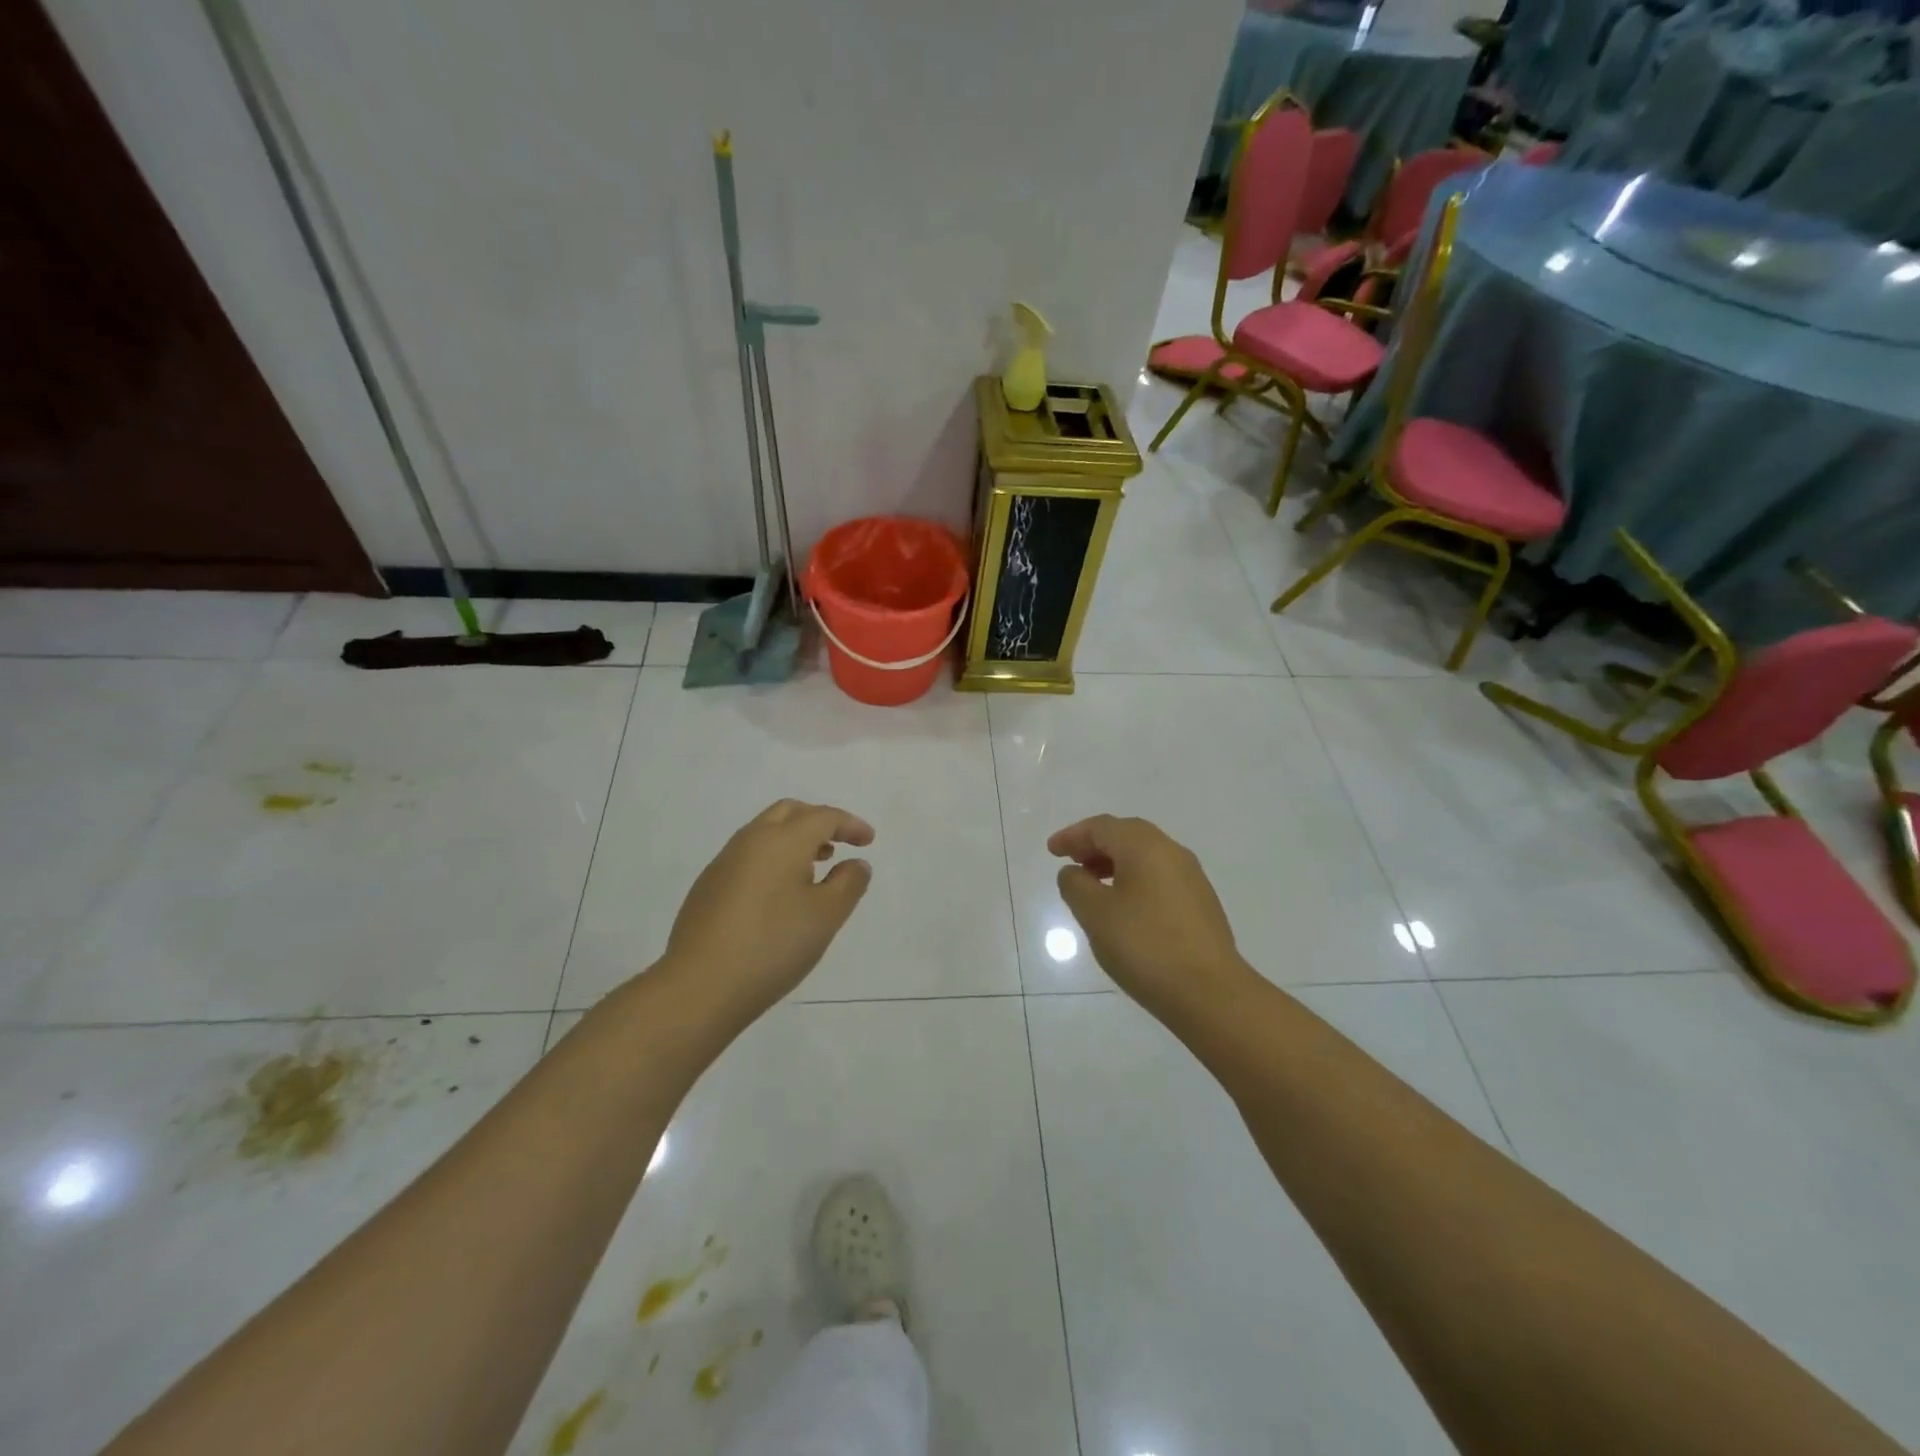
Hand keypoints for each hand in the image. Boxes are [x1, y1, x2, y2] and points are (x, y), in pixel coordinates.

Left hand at [661, 800, 873, 1018]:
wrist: (699, 986)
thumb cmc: (773, 945)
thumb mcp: (826, 916)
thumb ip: (849, 883)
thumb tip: (855, 863)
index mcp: (783, 840)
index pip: (824, 817)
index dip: (850, 825)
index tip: (869, 841)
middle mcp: (751, 840)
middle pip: (789, 812)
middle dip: (818, 820)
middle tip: (840, 843)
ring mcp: (724, 862)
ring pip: (765, 832)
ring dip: (794, 838)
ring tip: (814, 867)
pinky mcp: (708, 886)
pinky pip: (748, 855)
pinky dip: (772, 858)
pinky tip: (779, 893)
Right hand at [1049, 814, 1254, 1017]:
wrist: (1210, 992)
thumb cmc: (1144, 946)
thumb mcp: (1095, 914)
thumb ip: (1075, 885)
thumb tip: (1074, 872)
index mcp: (1145, 846)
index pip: (1102, 827)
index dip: (1073, 835)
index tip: (1051, 850)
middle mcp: (1172, 852)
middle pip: (1126, 835)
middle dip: (1095, 845)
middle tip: (1072, 862)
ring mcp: (1191, 878)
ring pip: (1145, 857)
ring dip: (1115, 863)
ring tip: (1093, 887)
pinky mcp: (1201, 903)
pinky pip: (1159, 877)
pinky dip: (1134, 880)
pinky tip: (1124, 908)